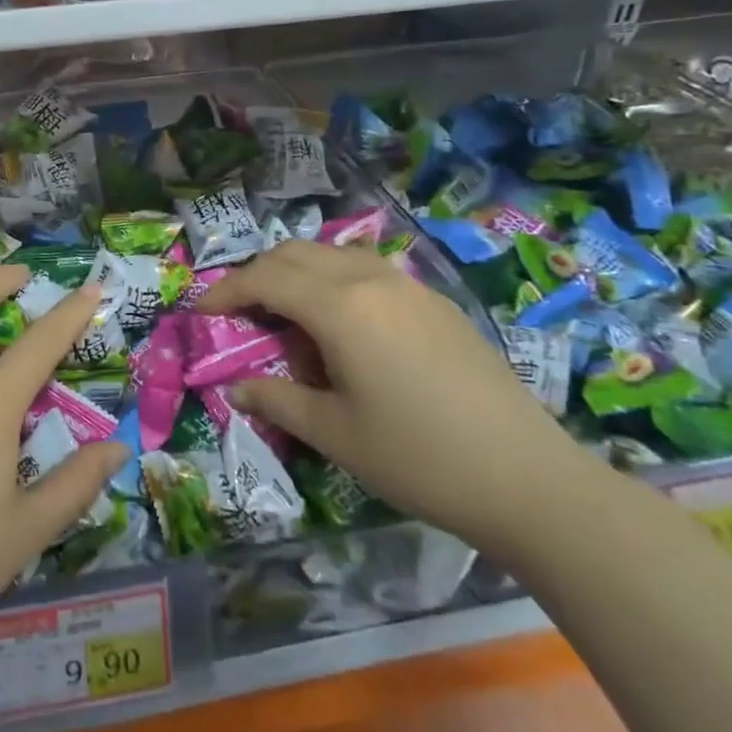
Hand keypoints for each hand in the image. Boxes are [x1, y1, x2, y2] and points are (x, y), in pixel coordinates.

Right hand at [198, 240, 588, 552]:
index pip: (265, 278)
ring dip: (297, 273)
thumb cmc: (418, 458)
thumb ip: (277, 399)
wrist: (529, 478)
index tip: (202, 311)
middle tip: (240, 312)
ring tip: (287, 316)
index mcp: (340, 307)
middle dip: (257, 275)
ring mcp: (408, 285)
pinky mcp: (434, 302)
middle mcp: (370, 279)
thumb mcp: (334, 434)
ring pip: (332, 254)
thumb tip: (237, 386)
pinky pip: (367, 270)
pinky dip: (335, 281)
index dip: (226, 291)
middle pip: (295, 253)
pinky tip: (343, 326)